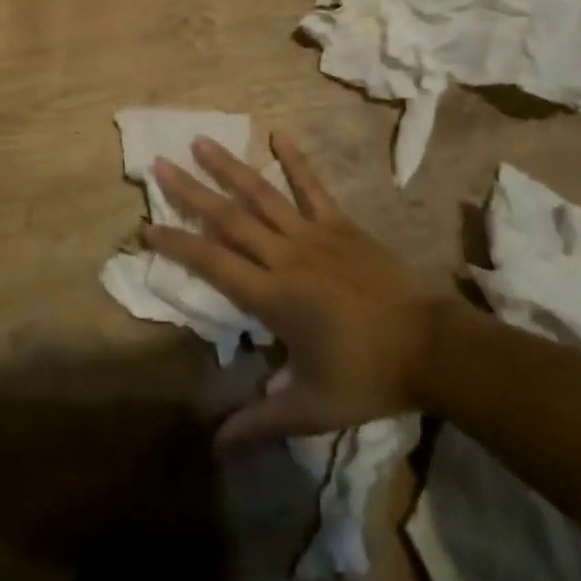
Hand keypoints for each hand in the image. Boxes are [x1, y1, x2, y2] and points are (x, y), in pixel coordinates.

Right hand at [142, 132, 470, 443]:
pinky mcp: (341, 224)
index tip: (146, 226)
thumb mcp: (311, 408)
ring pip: (262, 194)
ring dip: (229, 167)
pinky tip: (278, 134)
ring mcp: (314, 234)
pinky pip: (312, 187)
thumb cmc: (368, 377)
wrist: (433, 347)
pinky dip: (295, 161)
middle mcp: (285, 256)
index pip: (212, 263)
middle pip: (228, 218)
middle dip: (190, 191)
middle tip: (160, 164)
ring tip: (201, 140)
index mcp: (273, 297)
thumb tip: (215, 446)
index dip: (177, 245)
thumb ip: (261, 422)